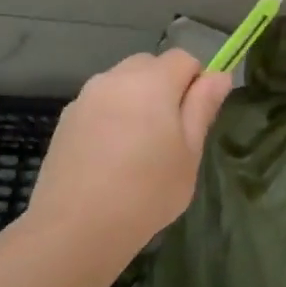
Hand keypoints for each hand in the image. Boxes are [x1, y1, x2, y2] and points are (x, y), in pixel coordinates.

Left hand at [21, 50, 231, 256]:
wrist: (76, 228)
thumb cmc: (147, 191)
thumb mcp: (189, 153)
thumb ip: (203, 107)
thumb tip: (219, 75)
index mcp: (152, 81)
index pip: (184, 59)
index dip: (196, 82)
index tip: (194, 119)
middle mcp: (116, 78)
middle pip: (150, 65)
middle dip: (165, 87)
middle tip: (169, 134)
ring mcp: (86, 97)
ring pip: (122, 83)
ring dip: (136, 100)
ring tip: (137, 148)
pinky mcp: (66, 120)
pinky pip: (99, 104)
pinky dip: (111, 117)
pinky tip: (110, 157)